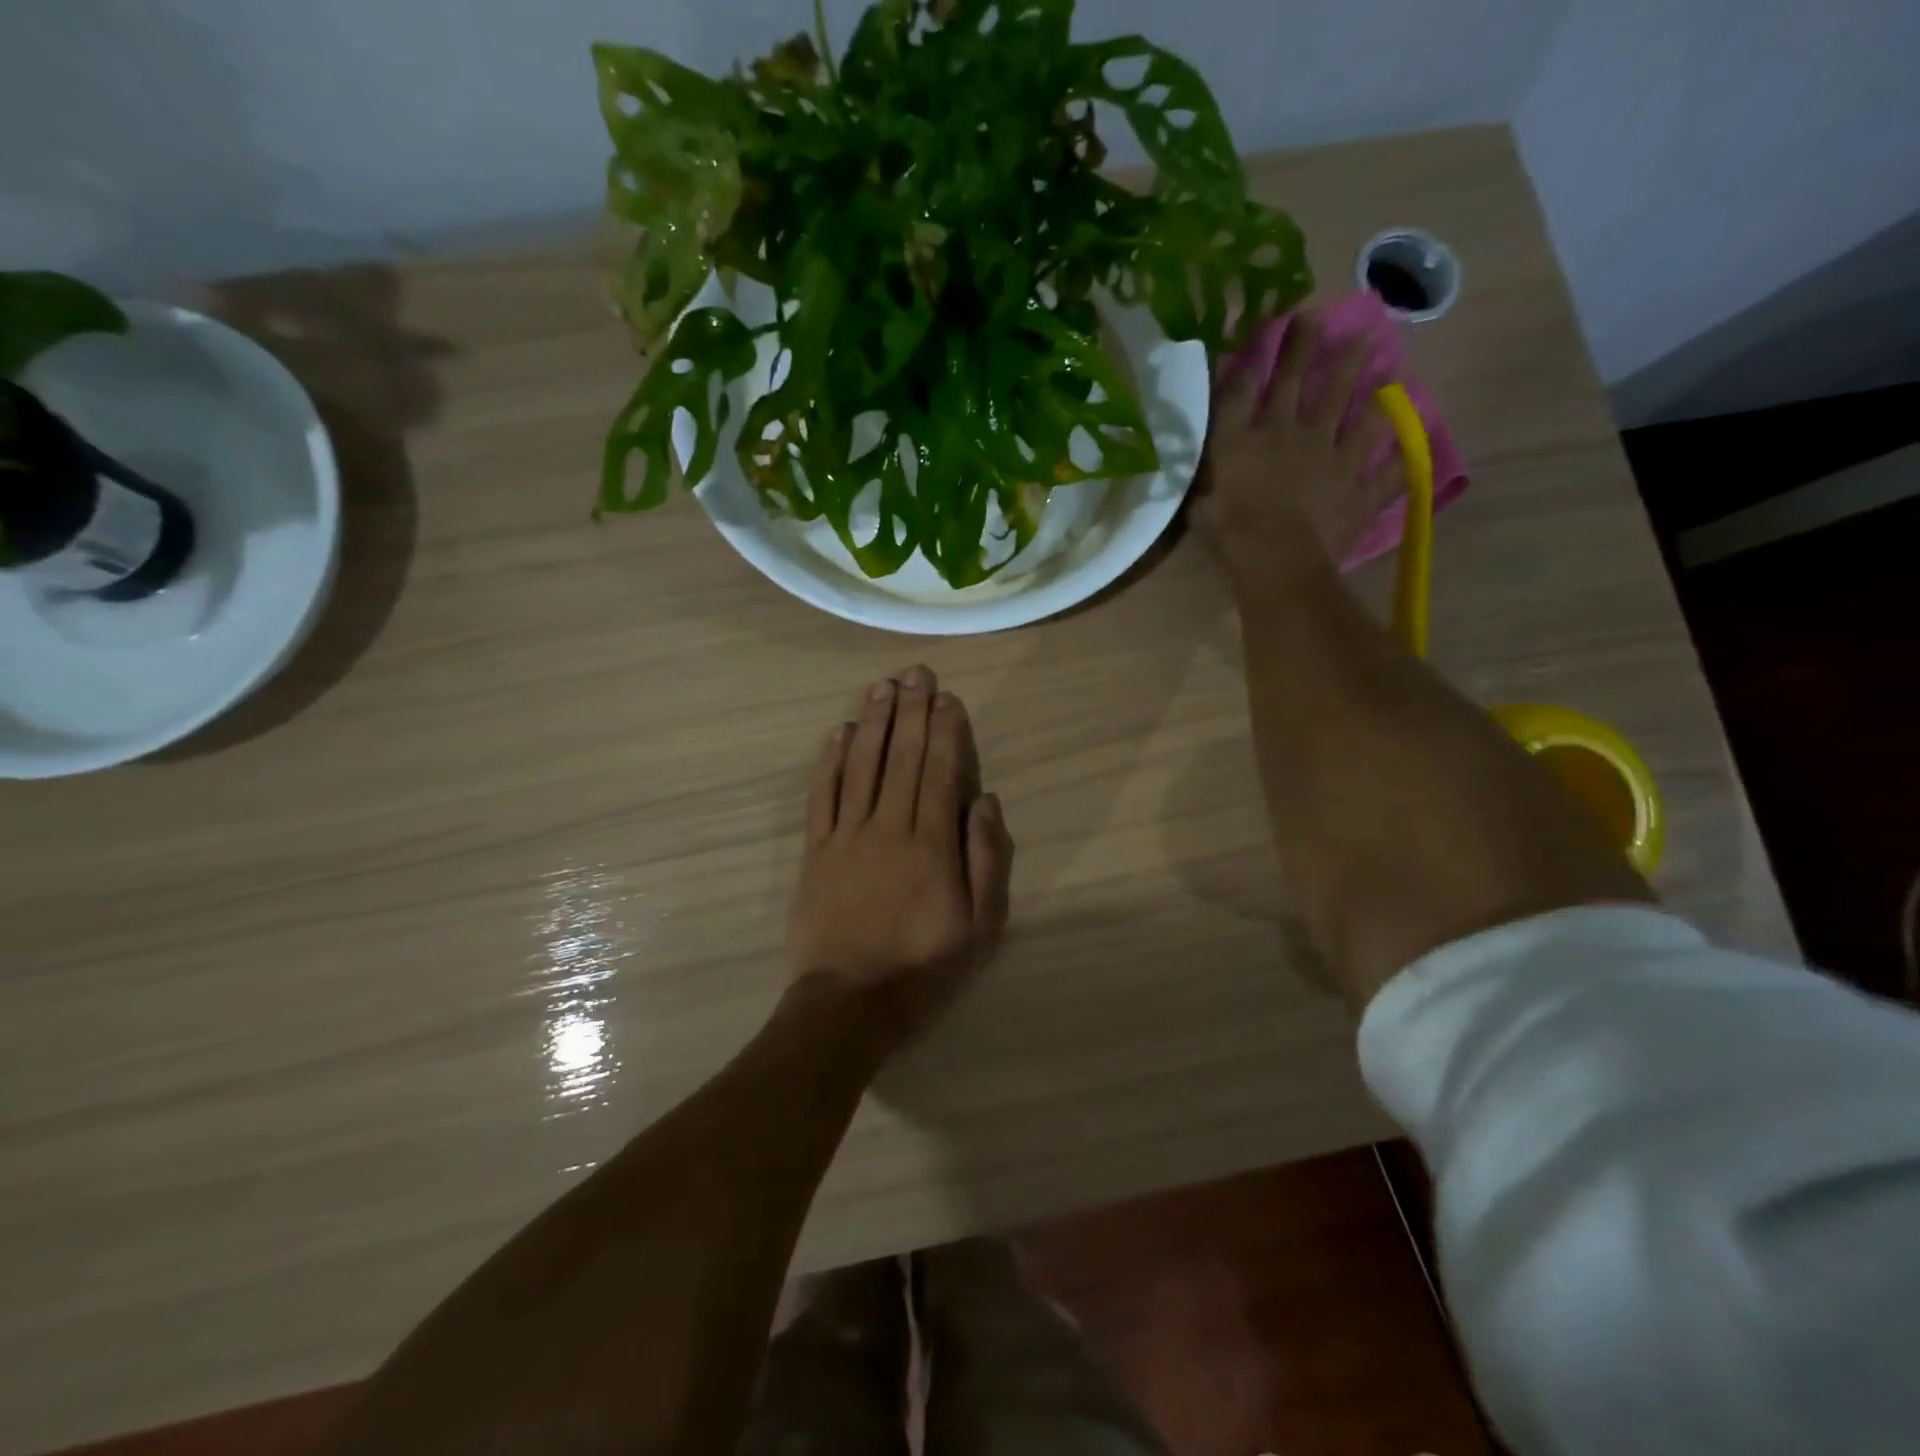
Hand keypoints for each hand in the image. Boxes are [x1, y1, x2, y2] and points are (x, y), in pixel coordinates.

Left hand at [788, 665, 1013, 1049]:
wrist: (849, 1003)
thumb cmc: (923, 968)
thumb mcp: (979, 927)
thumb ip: (985, 860)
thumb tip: (984, 800)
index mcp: (932, 845)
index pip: (941, 772)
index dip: (945, 731)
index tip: (946, 697)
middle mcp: (889, 828)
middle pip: (903, 758)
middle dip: (911, 712)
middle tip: (915, 673)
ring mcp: (847, 837)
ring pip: (862, 766)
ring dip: (874, 723)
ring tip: (882, 687)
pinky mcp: (815, 851)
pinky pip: (821, 796)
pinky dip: (829, 761)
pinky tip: (839, 732)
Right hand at [1197, 313, 1400, 580]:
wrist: (1279, 557)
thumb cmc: (1231, 531)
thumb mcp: (1201, 502)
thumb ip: (1207, 480)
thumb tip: (1204, 469)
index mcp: (1250, 439)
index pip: (1248, 388)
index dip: (1259, 355)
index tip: (1271, 325)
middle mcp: (1295, 434)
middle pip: (1305, 383)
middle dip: (1311, 348)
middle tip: (1324, 319)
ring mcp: (1336, 458)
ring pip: (1359, 415)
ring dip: (1374, 388)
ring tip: (1390, 367)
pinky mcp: (1361, 489)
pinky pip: (1390, 475)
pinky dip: (1404, 463)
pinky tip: (1416, 450)